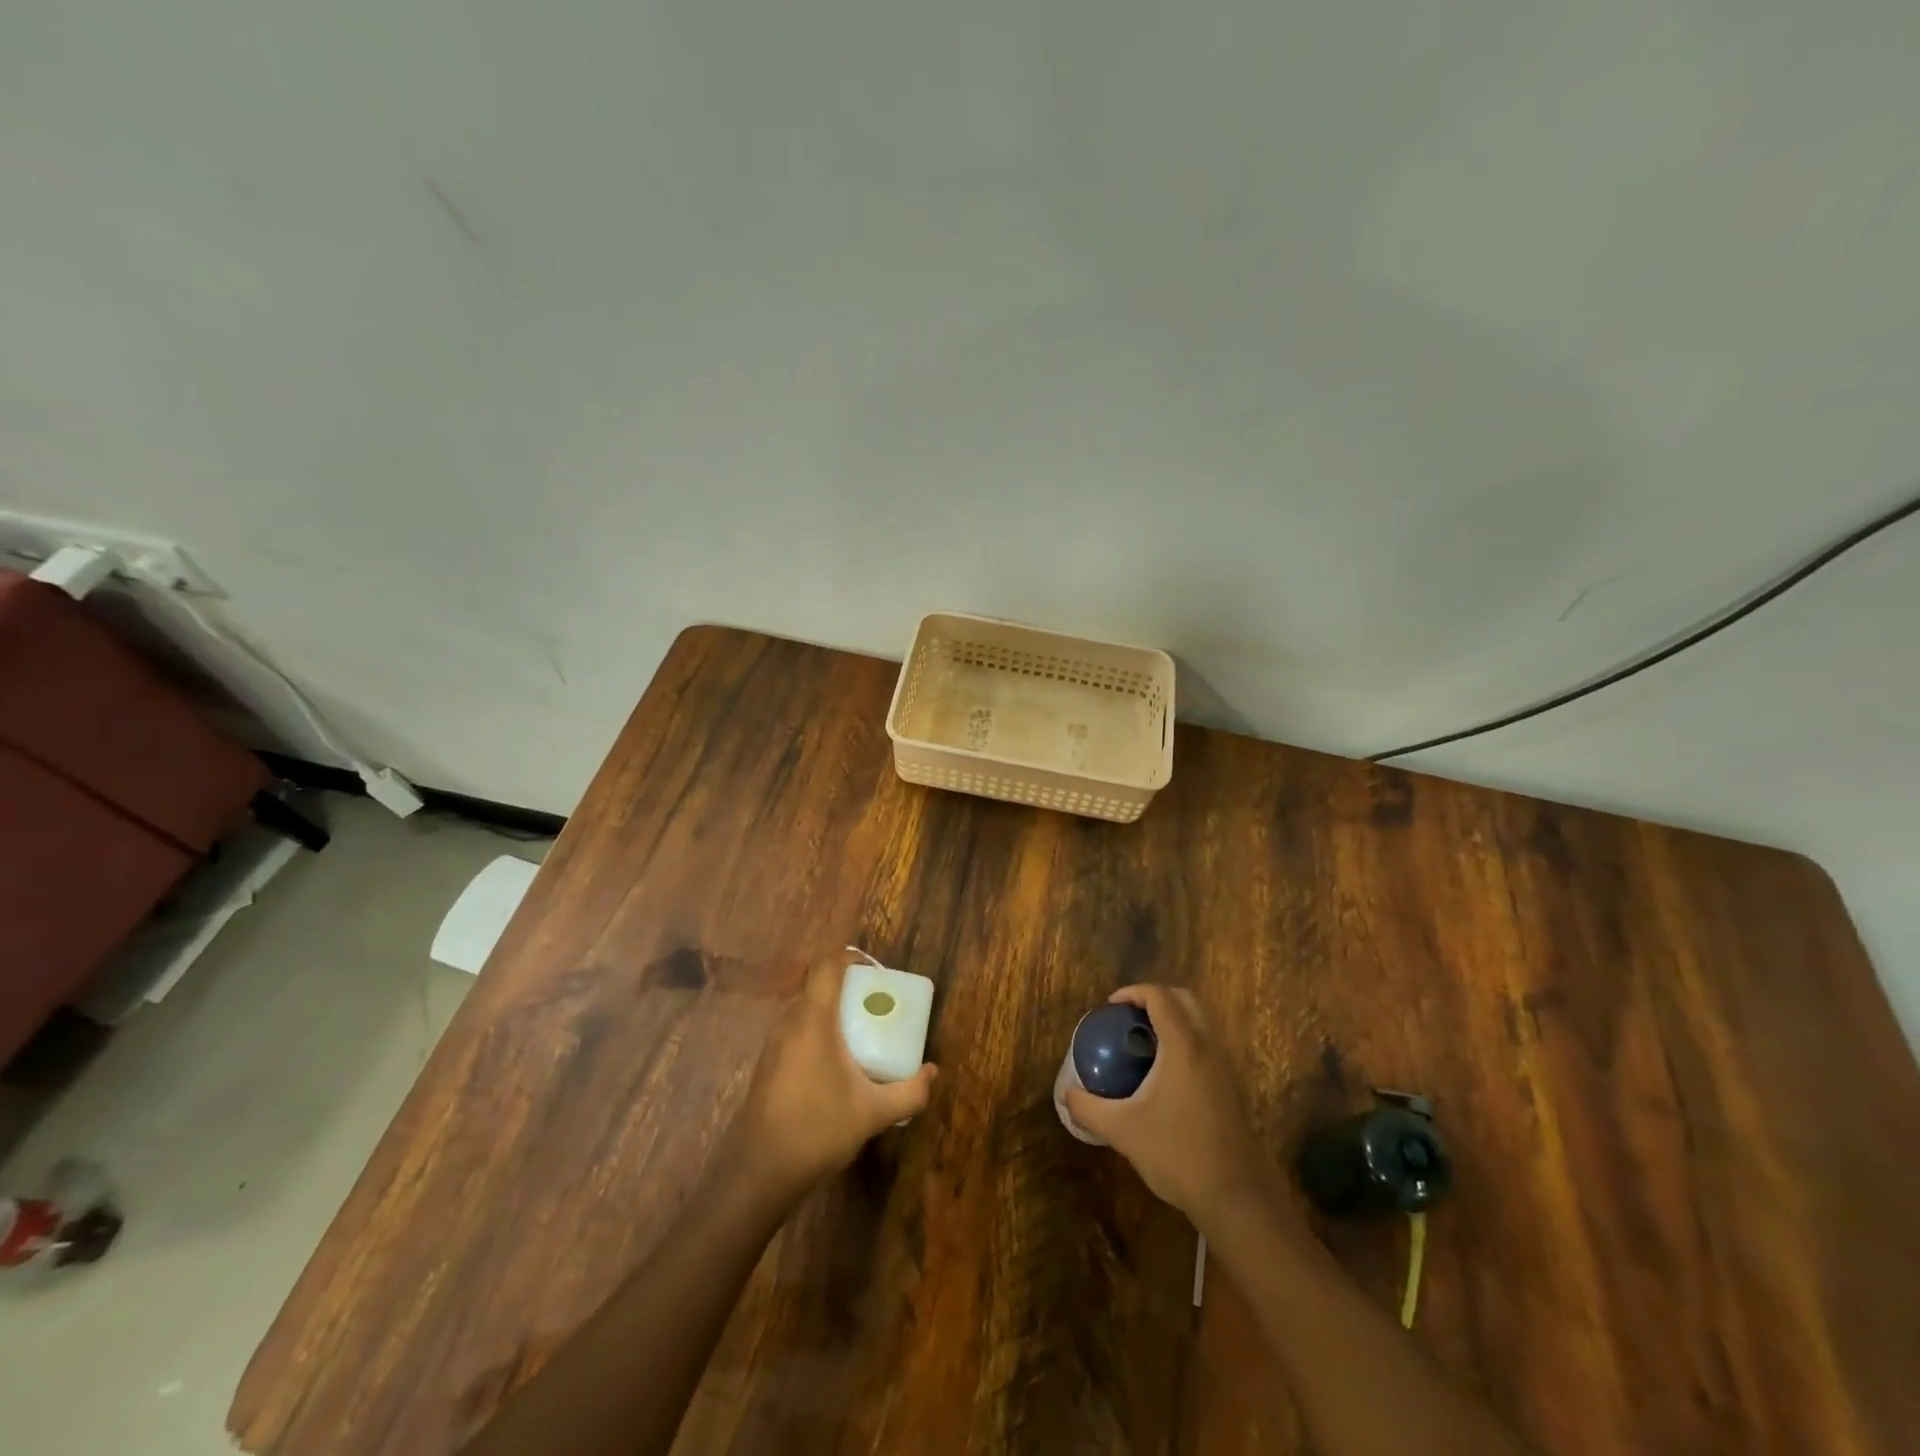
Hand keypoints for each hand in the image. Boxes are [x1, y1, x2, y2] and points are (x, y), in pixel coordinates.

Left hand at [724, 954, 936, 1198]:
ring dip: (831, 1013)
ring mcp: (773, 1044)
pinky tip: (835, 1067)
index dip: (850, 957)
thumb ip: (909, 1091)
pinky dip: (817, 1034)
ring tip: (861, 1036)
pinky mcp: (767, 1066)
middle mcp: (789, 1022)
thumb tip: (933, 1072)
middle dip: (848, 989)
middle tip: (876, 1007)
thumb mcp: (873, 1113)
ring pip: (805, 1010)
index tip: (876, 972)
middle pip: (817, 986)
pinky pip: (796, 1032)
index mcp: (813, 1019)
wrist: (756, 1173)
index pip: (827, 966)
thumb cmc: (817, 1129)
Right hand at [1065, 985, 1277, 1226]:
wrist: (1236, 1197)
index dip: (1133, 992)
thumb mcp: (1123, 1130)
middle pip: (1184, 1000)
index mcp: (1183, 1045)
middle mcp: (1208, 1046)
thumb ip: (1089, 1108)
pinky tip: (1163, 1075)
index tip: (1110, 1007)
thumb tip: (1066, 1095)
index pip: (1159, 996)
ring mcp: (1225, 1066)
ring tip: (1142, 1043)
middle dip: (1154, 999)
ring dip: (1172, 1020)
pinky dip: (1184, 1042)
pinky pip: (1206, 1045)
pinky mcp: (1232, 1087)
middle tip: (1127, 1018)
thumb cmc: (1177, 1154)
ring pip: (1199, 1022)